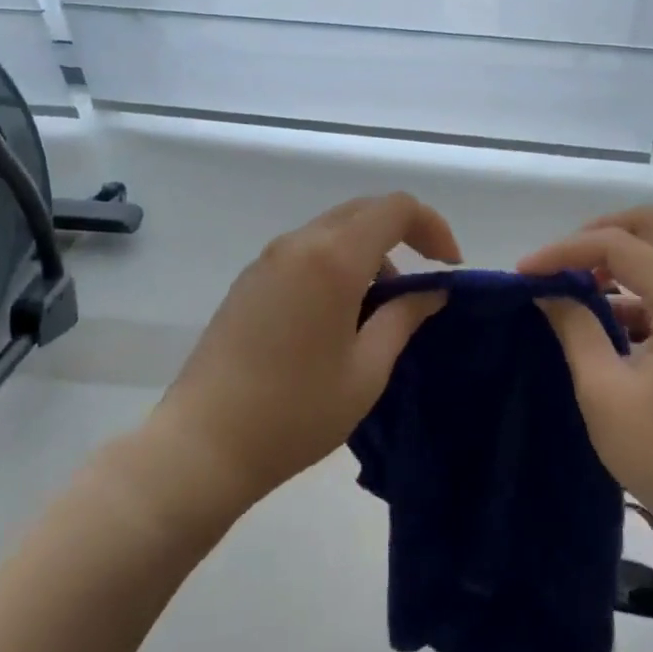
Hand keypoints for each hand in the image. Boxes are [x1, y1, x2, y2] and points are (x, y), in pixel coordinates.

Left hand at [152, 193, 461, 513]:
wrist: (203, 443)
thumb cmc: (296, 411)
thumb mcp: (366, 370)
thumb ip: (404, 317)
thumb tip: (432, 290)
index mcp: (333, 258)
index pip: (396, 208)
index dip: (433, 226)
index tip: (449, 266)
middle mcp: (300, 243)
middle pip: (365, 210)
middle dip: (404, 233)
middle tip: (425, 278)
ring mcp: (269, 258)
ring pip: (334, 229)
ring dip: (370, 249)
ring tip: (383, 306)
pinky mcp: (251, 278)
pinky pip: (307, 250)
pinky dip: (338, 262)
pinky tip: (340, 313)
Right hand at [519, 206, 652, 555]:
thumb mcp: (605, 393)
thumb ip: (574, 328)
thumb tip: (546, 290)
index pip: (618, 245)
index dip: (564, 252)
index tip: (524, 273)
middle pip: (652, 227)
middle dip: (597, 235)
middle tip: (558, 264)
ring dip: (619, 258)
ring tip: (575, 288)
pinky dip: (639, 285)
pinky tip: (608, 318)